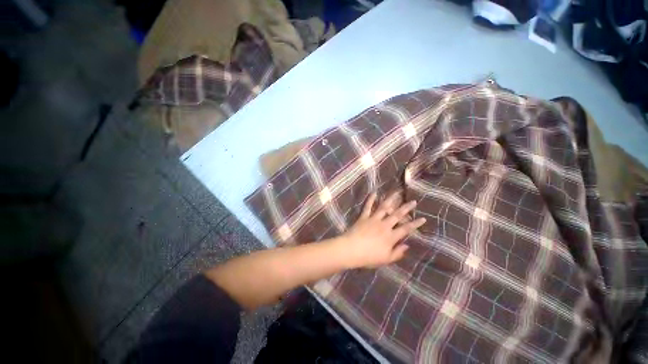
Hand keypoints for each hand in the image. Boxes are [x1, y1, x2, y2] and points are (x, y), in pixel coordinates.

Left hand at [336, 191, 425, 268]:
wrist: (351, 250)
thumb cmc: (369, 257)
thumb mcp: (386, 259)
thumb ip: (397, 252)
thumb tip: (407, 246)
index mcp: (391, 236)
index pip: (406, 229)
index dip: (415, 224)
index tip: (423, 218)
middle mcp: (384, 225)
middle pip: (397, 215)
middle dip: (406, 208)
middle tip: (413, 201)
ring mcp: (373, 219)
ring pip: (384, 208)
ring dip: (391, 200)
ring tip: (397, 193)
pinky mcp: (364, 217)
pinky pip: (368, 207)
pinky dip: (371, 199)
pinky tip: (374, 193)